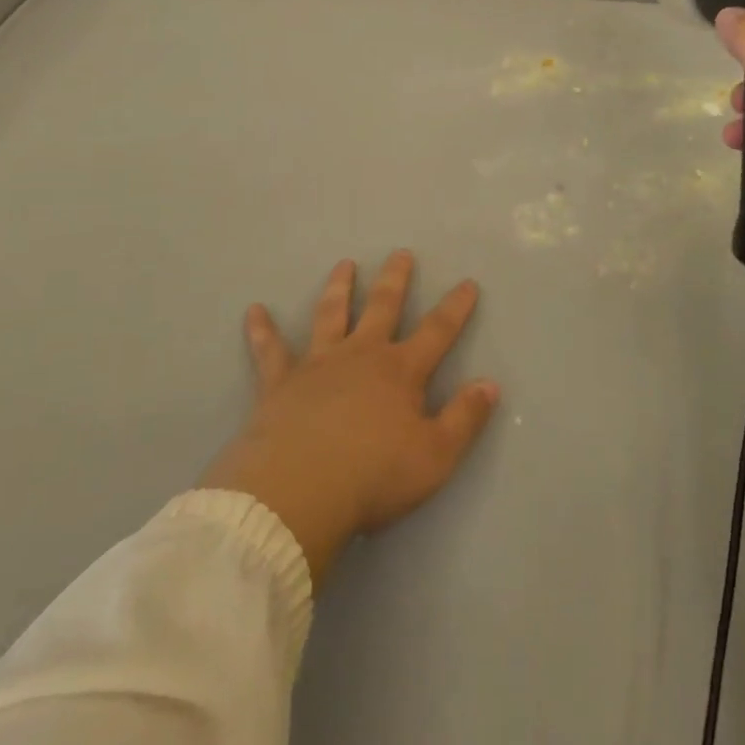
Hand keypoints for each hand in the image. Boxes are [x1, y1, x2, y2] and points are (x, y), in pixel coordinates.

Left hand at [201, 251, 499, 585]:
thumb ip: (464, 419)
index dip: (455, 307)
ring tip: (344, 264)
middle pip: (383, 306)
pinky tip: (254, 310)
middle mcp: (361, 355)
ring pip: (331, 313)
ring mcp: (318, 363)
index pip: (437, 331)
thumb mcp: (435, 457)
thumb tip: (490, 384)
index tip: (467, 283)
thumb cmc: (372, 476)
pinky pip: (270, 350)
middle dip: (395, 279)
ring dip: (339, 287)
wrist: (298, 491)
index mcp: (400, 371)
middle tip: (401, 253)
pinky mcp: (280, 382)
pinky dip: (262, 330)